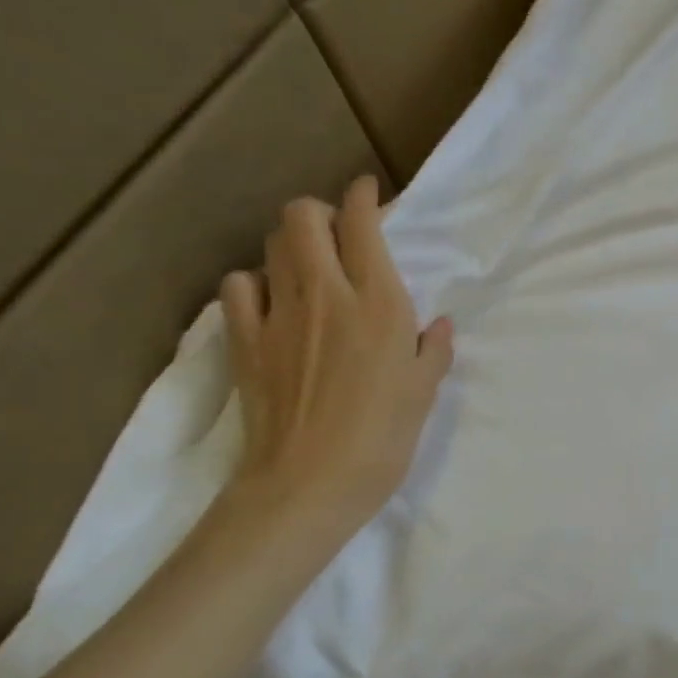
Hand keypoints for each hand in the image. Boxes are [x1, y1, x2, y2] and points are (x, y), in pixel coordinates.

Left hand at [219, 176, 452, 542]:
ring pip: (271, 245)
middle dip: (318, 211)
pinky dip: (253, 283)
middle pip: (303, 217)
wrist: (307, 486)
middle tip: (336, 233)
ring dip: (289, 243)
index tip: (367, 191)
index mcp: (379, 303)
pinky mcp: (245, 341)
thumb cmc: (382, 440)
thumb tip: (439, 324)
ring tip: (306, 265)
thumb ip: (434, 350)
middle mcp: (327, 294)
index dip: (362, 196)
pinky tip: (269, 302)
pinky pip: (238, 287)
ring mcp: (279, 315)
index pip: (361, 223)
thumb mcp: (423, 393)